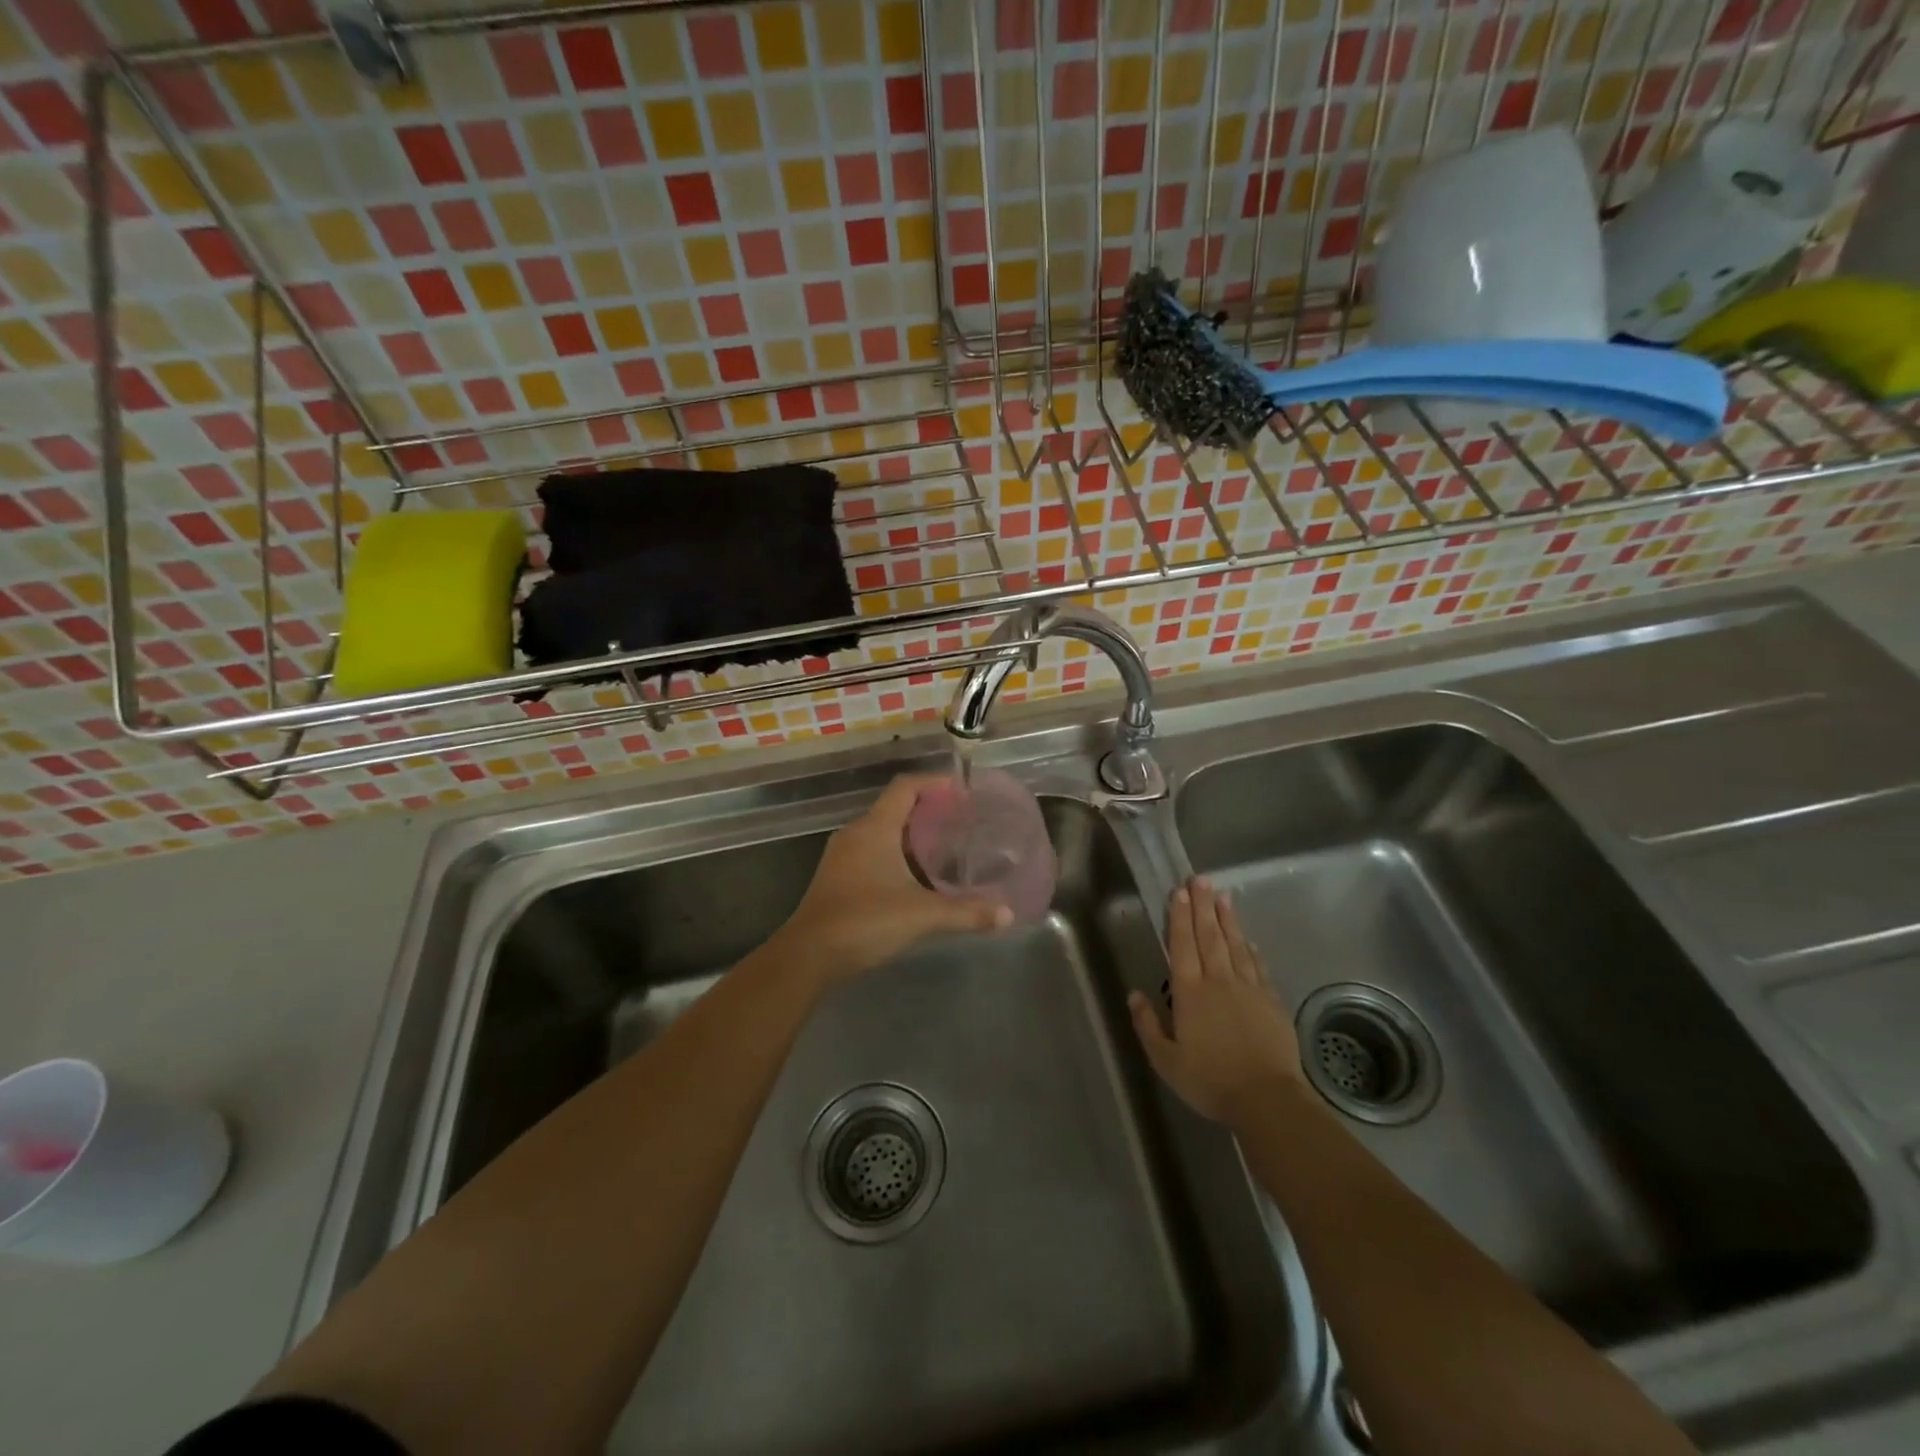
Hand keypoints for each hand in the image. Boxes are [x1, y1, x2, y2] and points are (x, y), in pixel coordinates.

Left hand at [772, 773, 1010, 984]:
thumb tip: (1007, 914)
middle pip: (894, 807)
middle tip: (960, 821)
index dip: (934, 782)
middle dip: (927, 810)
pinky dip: (895, 854)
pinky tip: (914, 878)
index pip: (905, 787)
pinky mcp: (835, 878)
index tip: (962, 790)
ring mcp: (841, 856)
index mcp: (875, 828)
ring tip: (943, 847)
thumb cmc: (865, 921)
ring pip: (881, 831)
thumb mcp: (923, 915)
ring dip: (910, 834)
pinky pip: (870, 852)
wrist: (809, 955)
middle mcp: (855, 834)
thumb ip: (967, 913)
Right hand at [1128, 878, 1301, 1123]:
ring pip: (1234, 945)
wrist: (1267, 1099)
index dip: (1179, 917)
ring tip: (1222, 895)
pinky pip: (1257, 966)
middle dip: (1202, 906)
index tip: (1178, 892)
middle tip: (1199, 879)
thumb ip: (1148, 1026)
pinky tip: (1247, 938)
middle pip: (1209, 936)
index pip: (1182, 946)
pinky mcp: (1271, 1001)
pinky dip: (1250, 948)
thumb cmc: (1210, 1081)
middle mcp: (1218, 982)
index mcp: (1190, 993)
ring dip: (1227, 919)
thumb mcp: (1166, 1061)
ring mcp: (1248, 988)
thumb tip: (1134, 995)